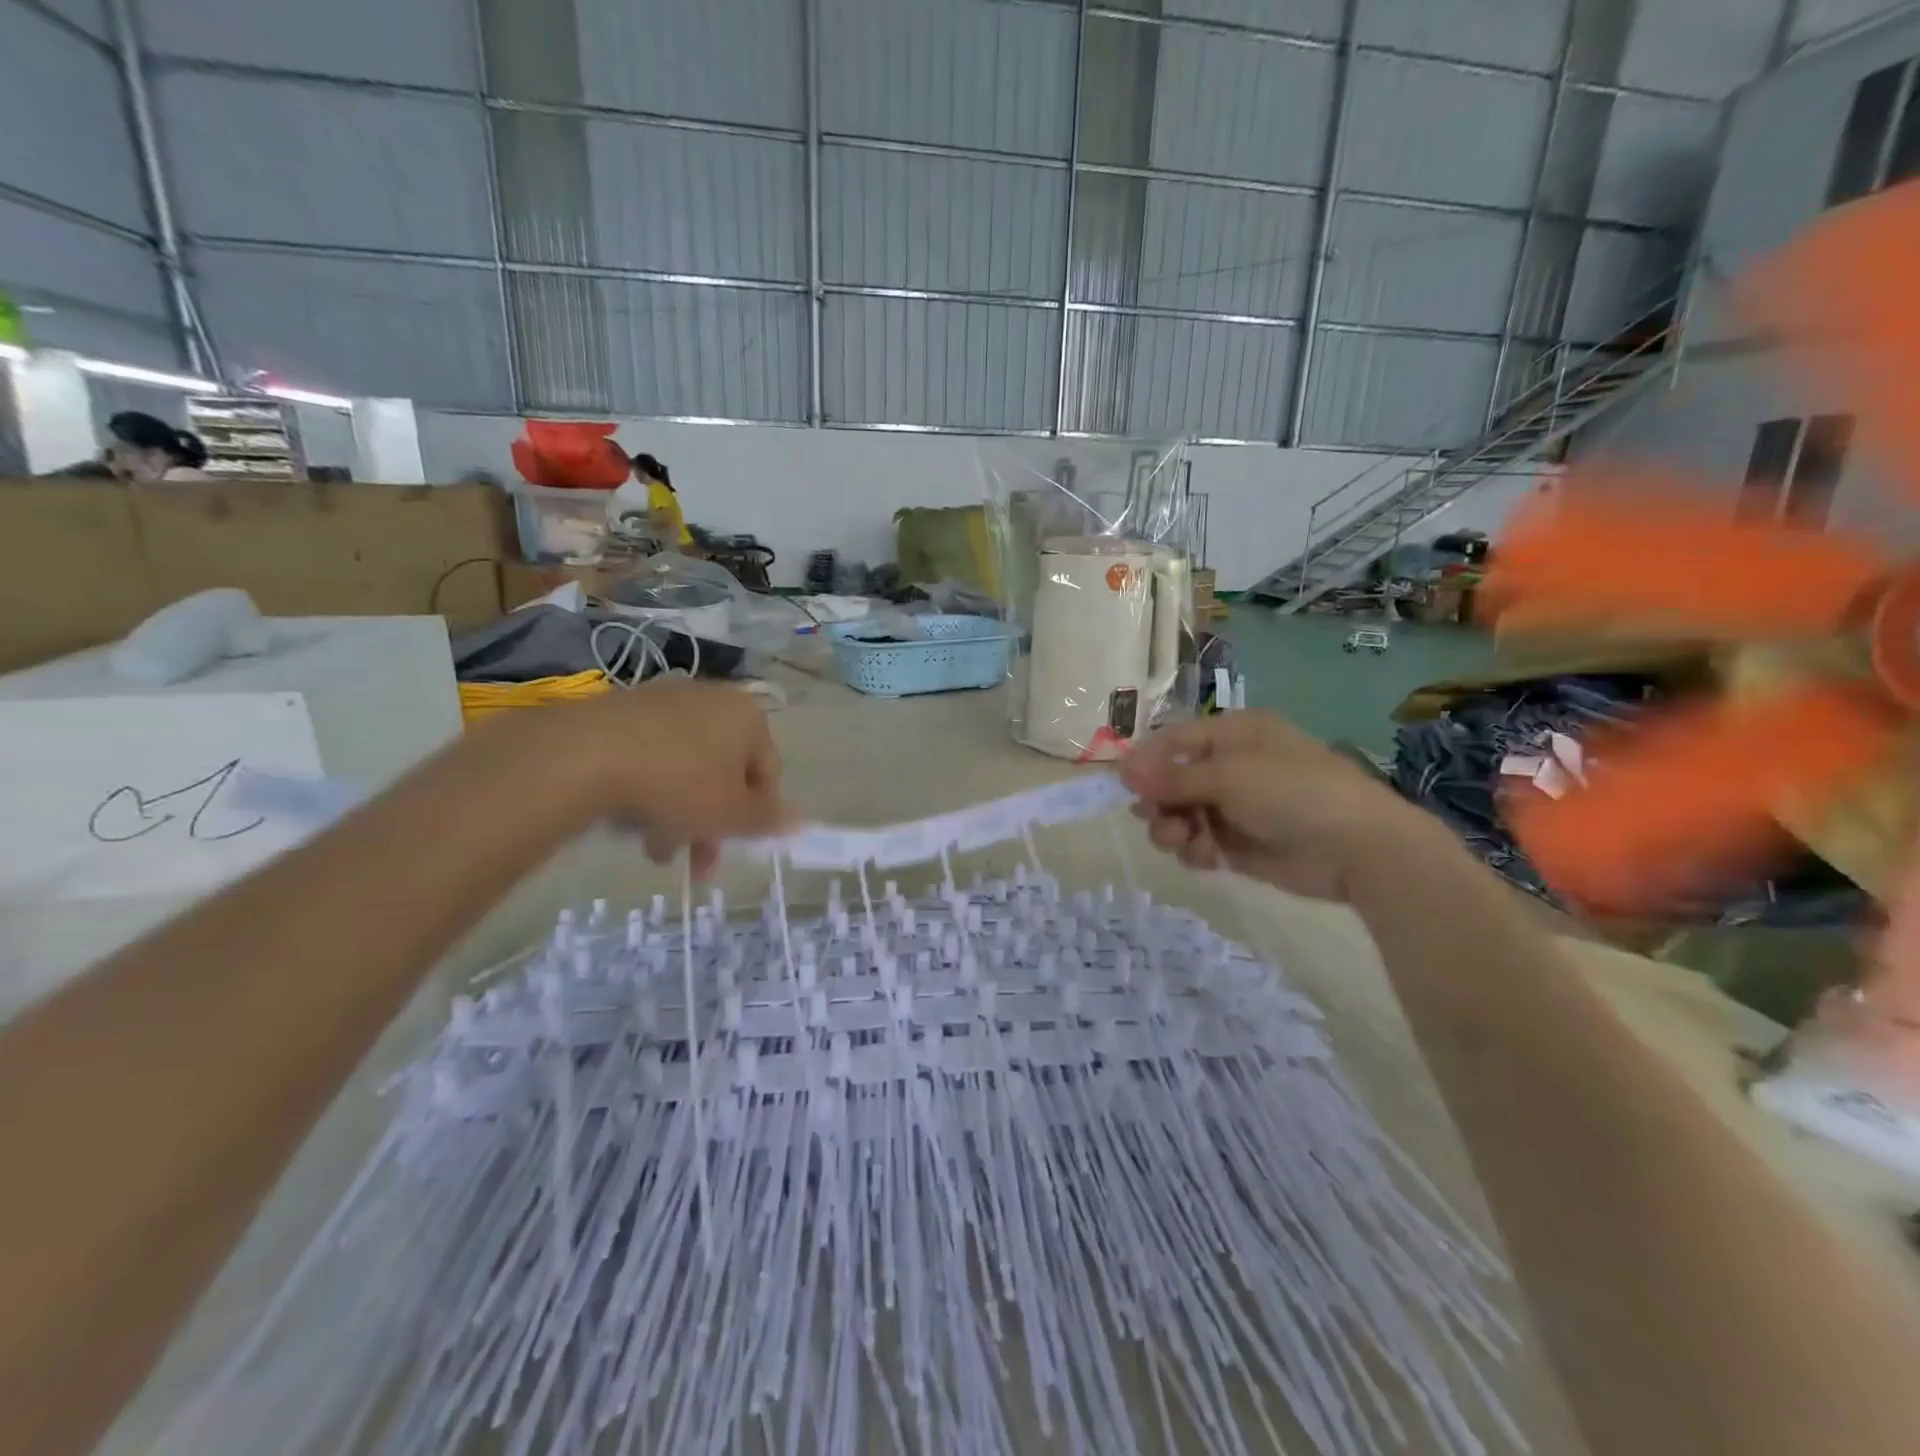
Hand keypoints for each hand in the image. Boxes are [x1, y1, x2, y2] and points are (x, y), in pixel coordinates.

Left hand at [501, 680, 789, 876]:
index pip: (769, 771)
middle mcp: (713, 699)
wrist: (585, 753)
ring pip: (686, 767)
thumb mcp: (731, 814)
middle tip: (695, 863)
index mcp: (749, 717)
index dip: (756, 815)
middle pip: (725, 771)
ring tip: (653, 850)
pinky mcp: (624, 708)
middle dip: (711, 822)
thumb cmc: (678, 783)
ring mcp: (667, 700)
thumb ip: (767, 820)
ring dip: (678, 812)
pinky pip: (651, 754)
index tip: (734, 847)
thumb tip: (799, 823)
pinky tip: (629, 818)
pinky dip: (649, 787)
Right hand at [1118, 711, 1445, 901]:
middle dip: (1159, 801)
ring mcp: (1236, 807)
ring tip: (1183, 841)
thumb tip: (1122, 770)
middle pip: (1173, 780)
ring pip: (1182, 815)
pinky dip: (1196, 850)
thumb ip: (1172, 777)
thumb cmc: (1291, 792)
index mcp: (1233, 735)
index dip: (1147, 761)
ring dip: (1173, 828)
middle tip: (1153, 817)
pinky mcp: (1240, 844)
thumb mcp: (1228, 776)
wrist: (1356, 846)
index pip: (1175, 740)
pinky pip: (1200, 843)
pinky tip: (1207, 858)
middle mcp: (1232, 766)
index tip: (1123, 785)